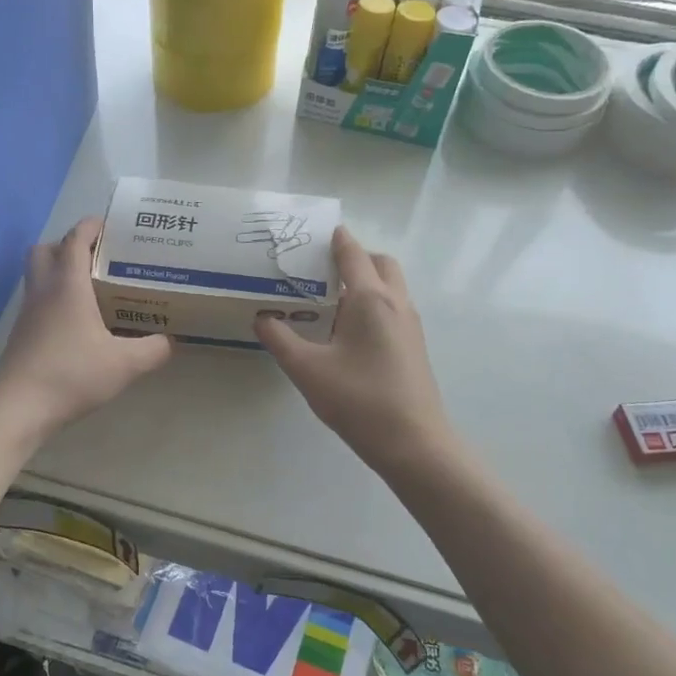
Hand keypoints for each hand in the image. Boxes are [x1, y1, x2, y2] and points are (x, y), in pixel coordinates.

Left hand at [0, 218, 173, 439]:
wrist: (18, 409)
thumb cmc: (71, 376)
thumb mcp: (125, 365)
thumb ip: (153, 349)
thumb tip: (171, 340)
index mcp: (68, 286)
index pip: (75, 239)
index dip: (92, 226)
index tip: (111, 225)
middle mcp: (43, 290)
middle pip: (46, 248)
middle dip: (69, 244)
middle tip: (98, 257)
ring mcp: (27, 312)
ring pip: (37, 274)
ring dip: (58, 270)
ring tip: (91, 287)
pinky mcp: (21, 333)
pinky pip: (36, 300)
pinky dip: (53, 297)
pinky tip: (76, 321)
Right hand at [255, 226, 452, 474]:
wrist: (414, 443)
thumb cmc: (359, 400)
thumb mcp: (307, 369)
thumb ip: (280, 338)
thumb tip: (262, 318)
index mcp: (371, 298)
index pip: (352, 253)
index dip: (334, 238)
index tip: (312, 233)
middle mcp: (396, 302)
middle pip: (380, 262)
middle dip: (354, 257)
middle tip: (320, 270)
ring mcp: (410, 324)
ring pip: (391, 285)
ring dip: (366, 280)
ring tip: (330, 300)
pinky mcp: (414, 345)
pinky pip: (393, 307)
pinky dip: (373, 302)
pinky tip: (348, 331)